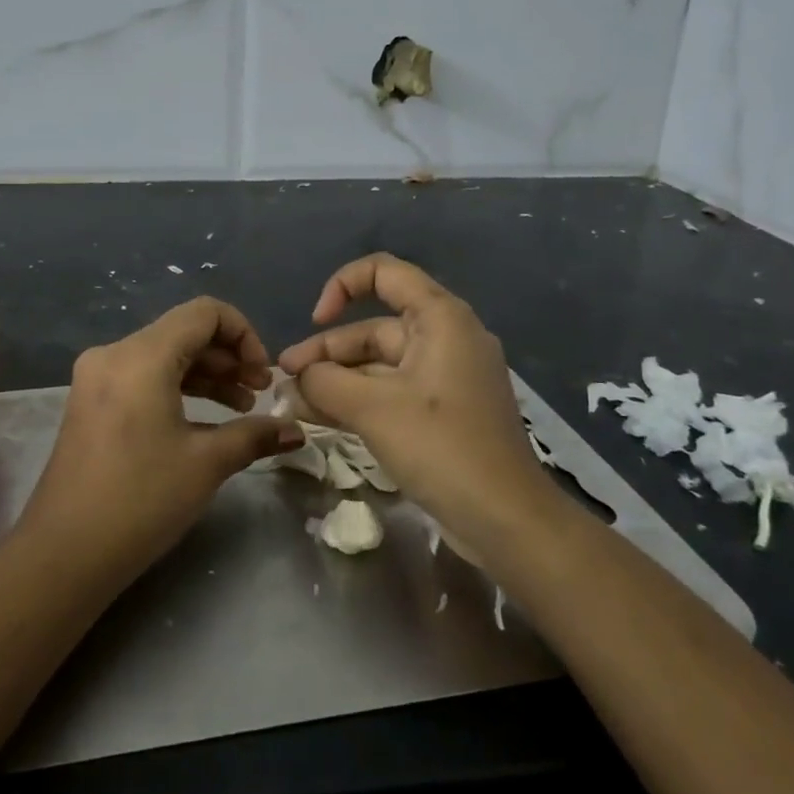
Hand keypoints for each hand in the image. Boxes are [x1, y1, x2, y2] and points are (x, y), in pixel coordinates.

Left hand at [18, 298, 303, 586]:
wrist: (64, 554)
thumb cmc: (141, 500)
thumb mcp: (206, 464)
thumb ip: (255, 435)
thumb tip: (296, 432)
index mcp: (141, 355)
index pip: (205, 312)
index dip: (244, 334)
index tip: (263, 376)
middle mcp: (115, 353)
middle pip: (184, 331)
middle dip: (229, 357)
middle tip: (259, 393)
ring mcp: (98, 377)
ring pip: (165, 354)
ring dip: (206, 374)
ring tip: (242, 407)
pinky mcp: (91, 401)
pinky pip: (144, 376)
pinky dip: (178, 387)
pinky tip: (205, 419)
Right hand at [276, 253, 549, 553]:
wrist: (508, 521)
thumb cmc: (442, 448)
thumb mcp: (373, 409)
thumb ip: (323, 383)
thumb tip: (294, 379)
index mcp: (440, 318)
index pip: (384, 272)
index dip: (342, 286)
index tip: (315, 321)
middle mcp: (446, 337)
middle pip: (374, 327)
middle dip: (327, 351)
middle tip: (285, 379)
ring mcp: (446, 377)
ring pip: (379, 365)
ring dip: (337, 380)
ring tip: (294, 402)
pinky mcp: (443, 412)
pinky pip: (392, 392)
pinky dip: (359, 400)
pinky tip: (322, 417)